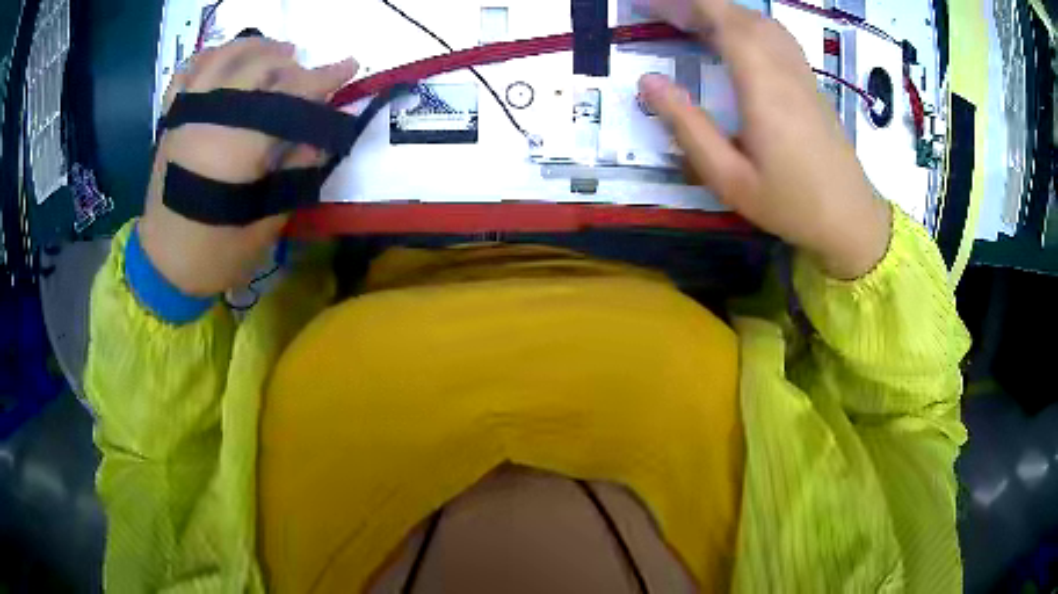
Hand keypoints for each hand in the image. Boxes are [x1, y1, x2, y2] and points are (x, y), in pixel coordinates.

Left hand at [139, 38, 358, 295]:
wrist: (162, 266)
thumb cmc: (214, 255)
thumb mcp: (265, 224)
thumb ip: (295, 171)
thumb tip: (322, 133)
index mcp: (232, 149)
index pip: (287, 95)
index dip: (323, 78)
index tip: (351, 66)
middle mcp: (206, 120)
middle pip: (258, 66)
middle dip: (293, 64)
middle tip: (310, 75)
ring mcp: (184, 115)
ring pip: (224, 56)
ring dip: (257, 47)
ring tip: (278, 52)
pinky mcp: (172, 119)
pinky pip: (190, 70)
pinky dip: (214, 54)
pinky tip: (231, 56)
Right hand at [639, 0, 890, 278]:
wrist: (851, 219)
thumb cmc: (790, 204)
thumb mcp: (729, 178)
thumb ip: (688, 127)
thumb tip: (648, 82)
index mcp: (762, 84)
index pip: (720, 19)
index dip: (682, 4)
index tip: (646, 4)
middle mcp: (783, 67)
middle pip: (738, 13)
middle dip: (695, 5)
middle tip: (658, 13)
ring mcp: (801, 72)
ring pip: (760, 21)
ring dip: (722, 11)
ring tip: (690, 20)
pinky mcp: (810, 81)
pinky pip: (775, 35)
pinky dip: (746, 23)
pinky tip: (735, 36)